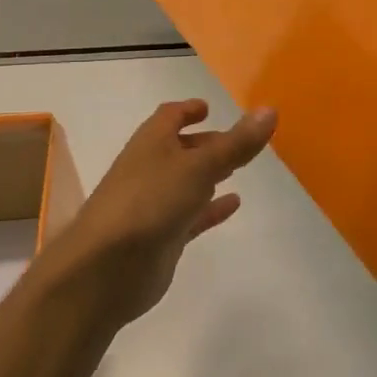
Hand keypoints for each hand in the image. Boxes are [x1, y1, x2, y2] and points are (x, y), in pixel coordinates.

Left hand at [51, 99, 276, 324]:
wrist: (107, 268)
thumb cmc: (150, 201)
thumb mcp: (199, 167)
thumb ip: (236, 143)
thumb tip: (269, 109)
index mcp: (152, 142)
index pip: (169, 116)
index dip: (188, 109)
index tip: (208, 108)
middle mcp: (151, 168)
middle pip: (180, 149)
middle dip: (206, 143)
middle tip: (237, 142)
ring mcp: (155, 204)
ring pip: (186, 182)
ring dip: (208, 175)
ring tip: (238, 170)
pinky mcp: (162, 236)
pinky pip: (192, 215)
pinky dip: (211, 208)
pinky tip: (234, 204)